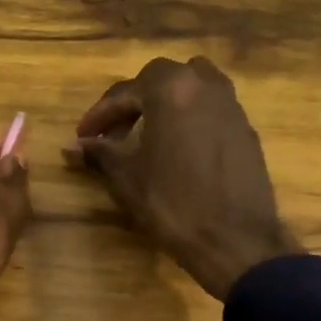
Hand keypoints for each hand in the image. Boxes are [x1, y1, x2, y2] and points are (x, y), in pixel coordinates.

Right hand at [69, 56, 300, 300]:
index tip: (83, 137)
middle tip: (114, 133)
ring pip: (191, 88)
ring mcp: (232, 106)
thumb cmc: (172, 203)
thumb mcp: (127, 177)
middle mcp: (205, 85)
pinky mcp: (247, 130)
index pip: (125, 91)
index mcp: (171, 89)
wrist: (235, 240)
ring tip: (147, 133)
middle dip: (133, 102)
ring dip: (165, 104)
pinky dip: (189, 118)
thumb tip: (74, 146)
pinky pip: (210, 110)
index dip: (99, 115)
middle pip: (160, 80)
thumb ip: (100, 153)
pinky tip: (177, 149)